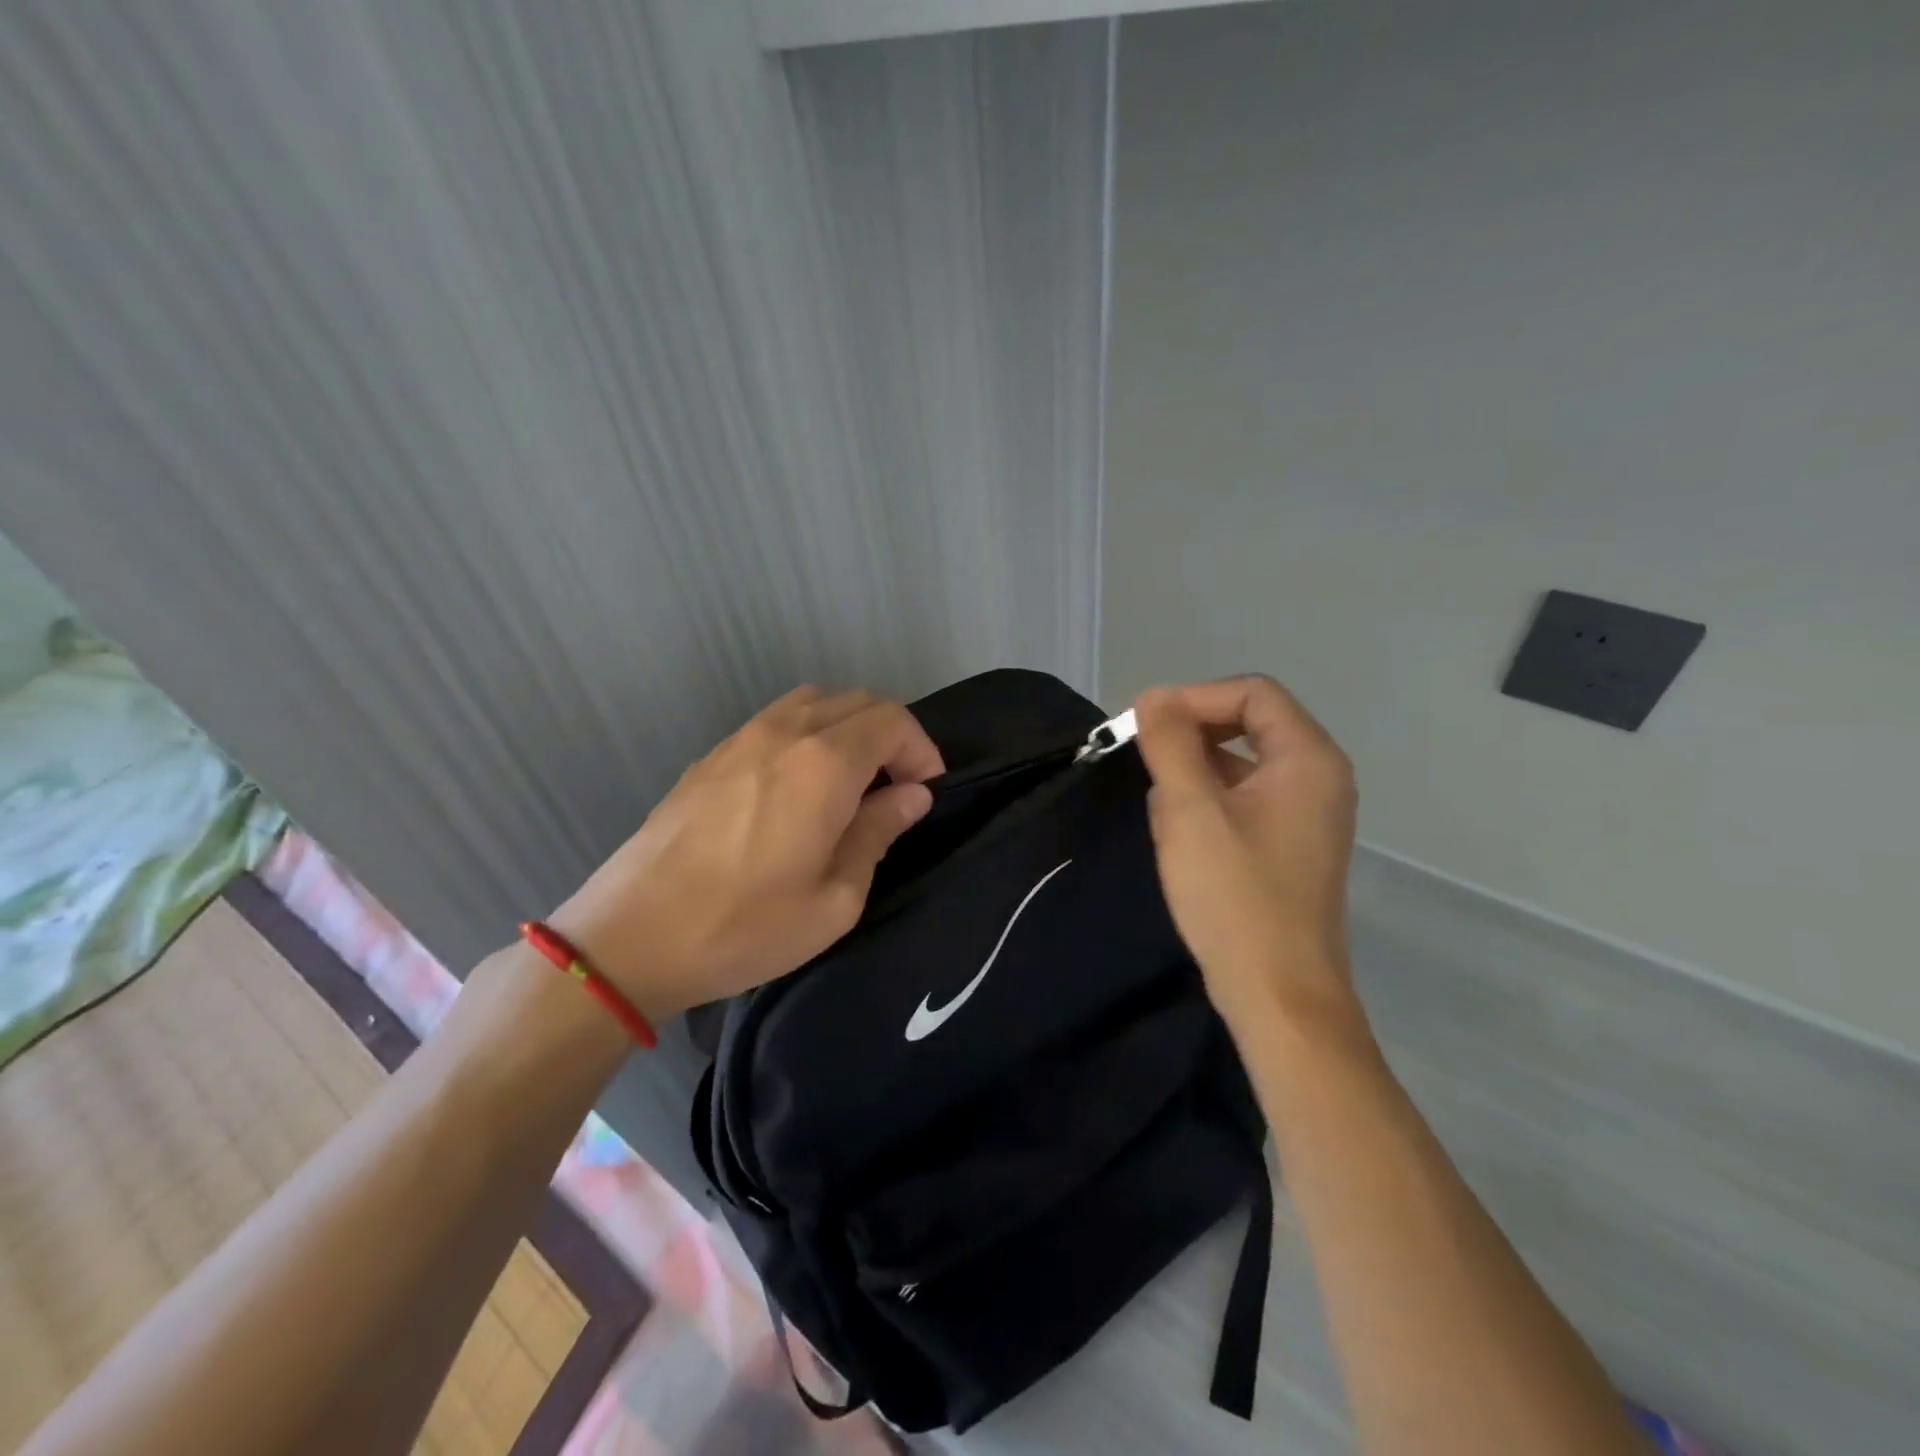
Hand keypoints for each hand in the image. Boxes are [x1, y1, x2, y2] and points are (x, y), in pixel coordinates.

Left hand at [549, 686, 943, 1024]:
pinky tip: (799, 785)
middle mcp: (785, 733)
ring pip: (815, 701)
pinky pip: (776, 720)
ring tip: (852, 780)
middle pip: (858, 701)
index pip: (892, 722)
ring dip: (848, 728)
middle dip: (891, 735)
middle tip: (897, 787)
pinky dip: (807, 734)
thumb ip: (878, 833)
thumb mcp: (834, 899)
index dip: (921, 749)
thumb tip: (911, 796)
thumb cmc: (744, 927)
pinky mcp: (711, 755)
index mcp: (824, 765)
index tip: (927, 790)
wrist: (630, 937)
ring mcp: (741, 738)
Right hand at [1133, 676, 1359, 1029]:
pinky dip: (1208, 805)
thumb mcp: (1191, 811)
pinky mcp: (1290, 846)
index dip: (1195, 698)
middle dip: (1191, 738)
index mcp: (1308, 759)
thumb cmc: (1235, 896)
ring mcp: (1307, 815)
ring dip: (1194, 776)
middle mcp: (1318, 778)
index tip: (1146, 727)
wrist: (1278, 995)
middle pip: (1249, 724)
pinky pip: (1245, 801)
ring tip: (1163, 815)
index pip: (1252, 692)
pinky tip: (1180, 837)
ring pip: (1241, 765)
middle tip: (1147, 766)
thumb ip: (1171, 744)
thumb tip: (1153, 696)